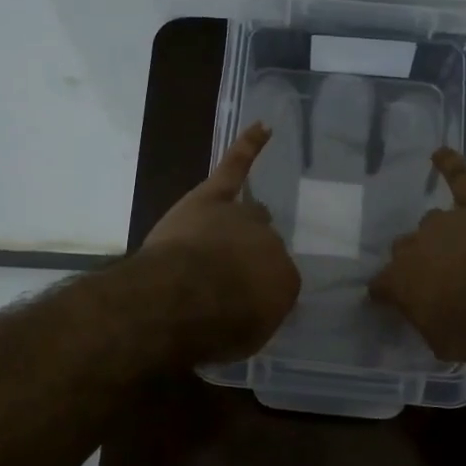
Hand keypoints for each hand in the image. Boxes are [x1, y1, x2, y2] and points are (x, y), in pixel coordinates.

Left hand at [142, 123, 301, 362]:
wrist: (180, 299)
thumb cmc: (215, 328)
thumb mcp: (246, 338)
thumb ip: (256, 316)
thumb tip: (252, 305)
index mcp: (285, 279)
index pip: (278, 279)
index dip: (257, 289)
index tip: (240, 301)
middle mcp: (271, 242)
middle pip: (264, 243)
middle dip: (248, 256)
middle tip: (226, 274)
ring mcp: (241, 216)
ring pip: (248, 213)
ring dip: (238, 225)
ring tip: (222, 239)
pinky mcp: (213, 196)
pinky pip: (235, 167)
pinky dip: (248, 147)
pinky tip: (263, 128)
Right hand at [369, 148, 465, 361]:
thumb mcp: (444, 345)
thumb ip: (429, 326)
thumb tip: (428, 319)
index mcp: (399, 281)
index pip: (380, 285)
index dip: (387, 294)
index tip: (392, 302)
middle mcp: (414, 245)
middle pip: (405, 249)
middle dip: (417, 262)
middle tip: (438, 279)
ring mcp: (446, 220)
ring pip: (431, 222)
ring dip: (440, 235)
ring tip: (457, 247)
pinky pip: (460, 177)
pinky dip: (450, 164)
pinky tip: (441, 152)